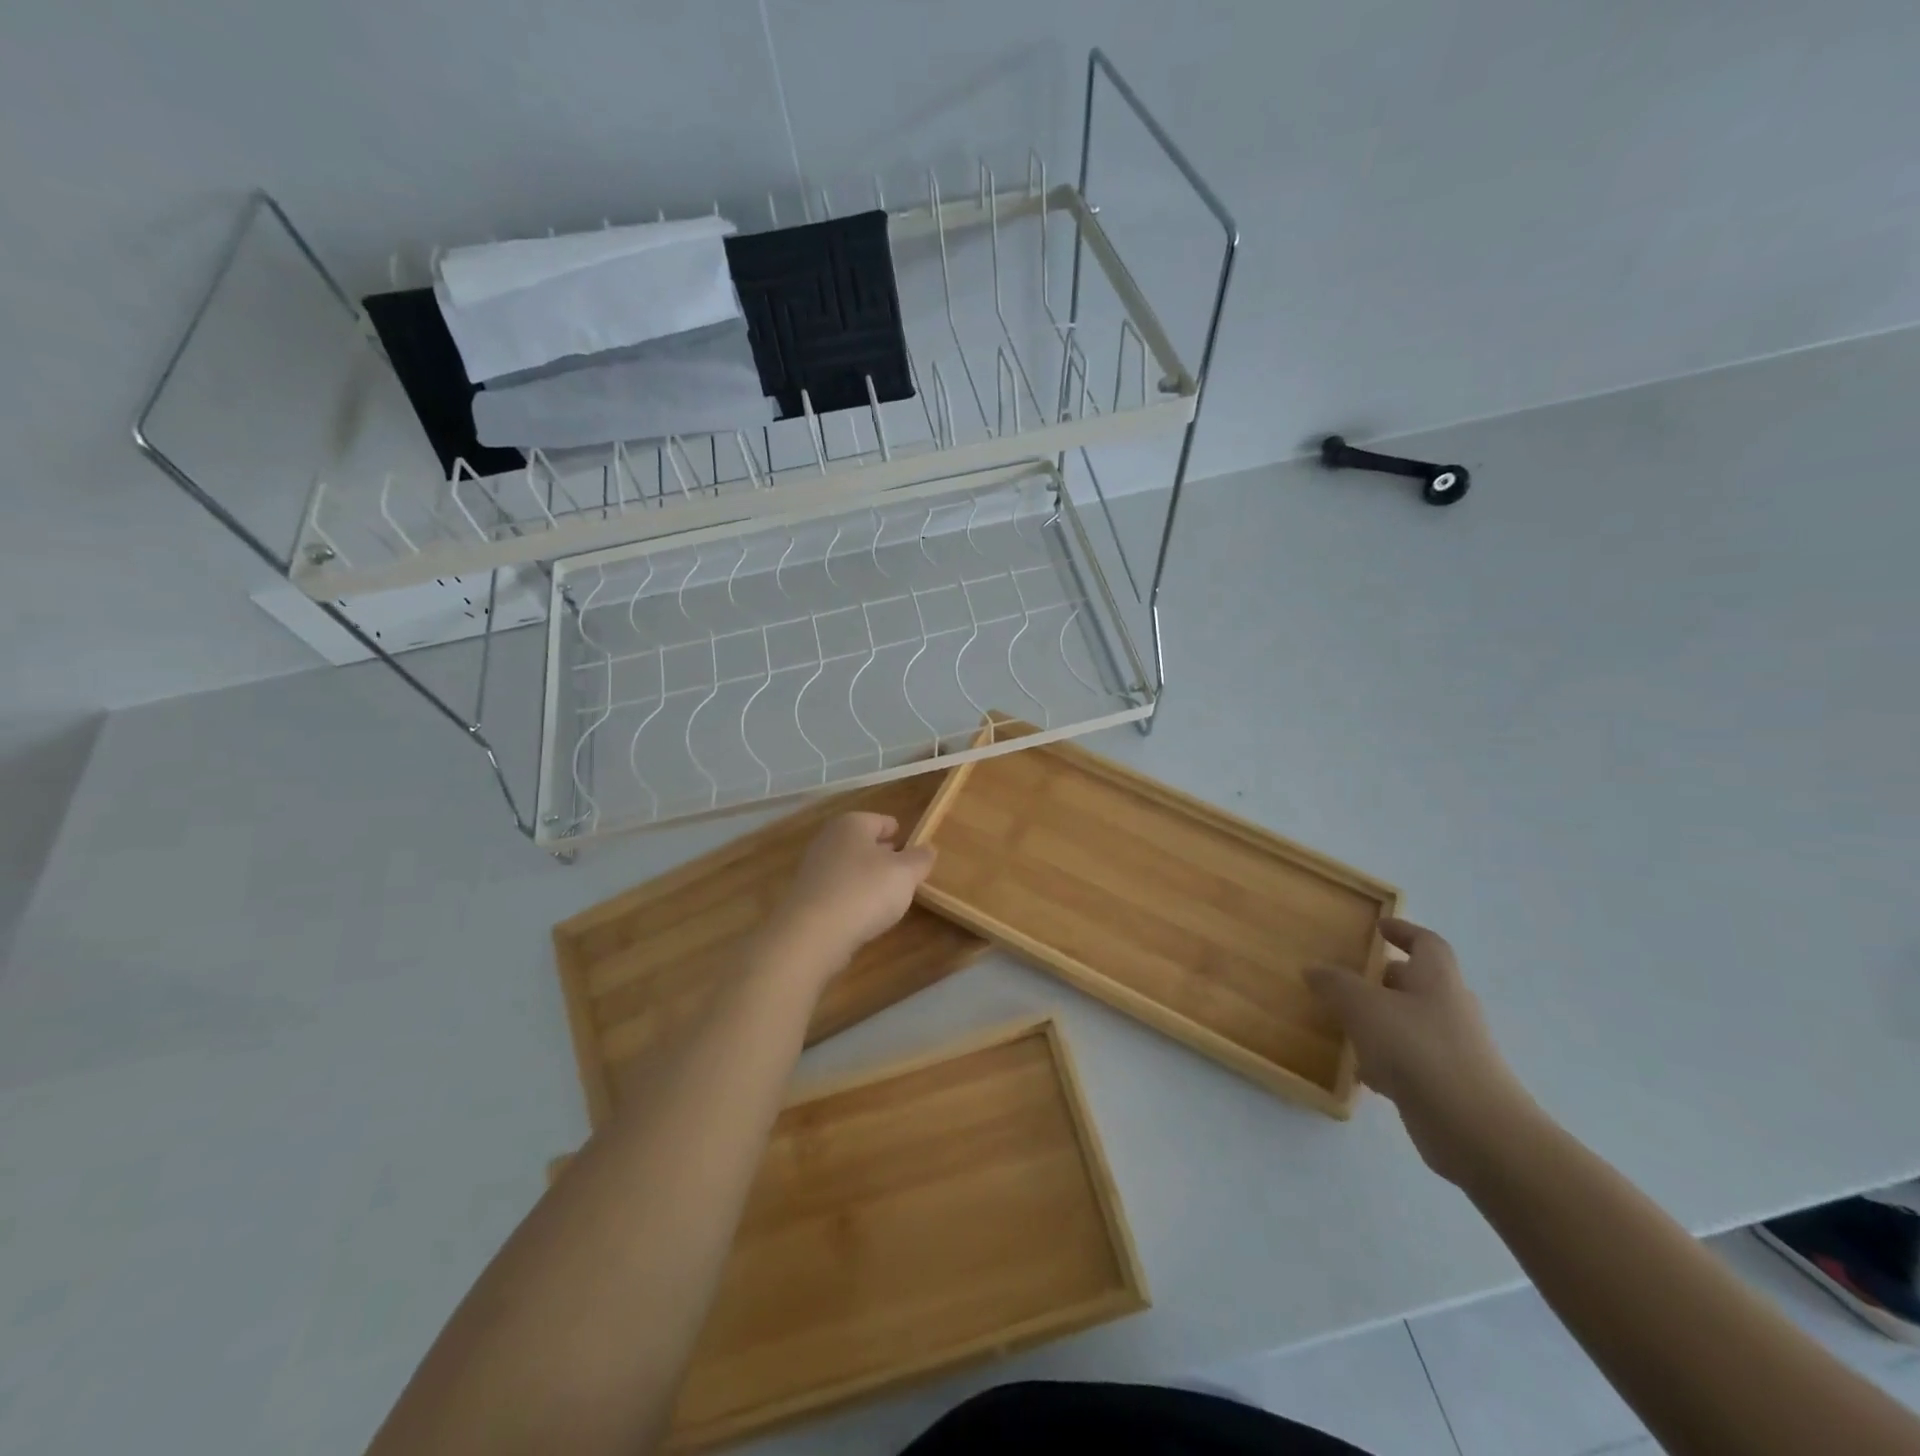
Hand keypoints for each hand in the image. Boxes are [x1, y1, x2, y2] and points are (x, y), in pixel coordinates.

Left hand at [768, 812, 936, 968]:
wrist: (812, 934)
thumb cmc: (865, 891)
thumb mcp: (905, 873)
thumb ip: (920, 858)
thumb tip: (928, 849)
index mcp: (852, 824)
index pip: (883, 821)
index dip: (901, 835)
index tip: (915, 851)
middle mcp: (829, 839)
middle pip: (864, 843)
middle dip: (884, 855)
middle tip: (905, 873)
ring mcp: (814, 868)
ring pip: (850, 867)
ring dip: (867, 878)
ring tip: (888, 896)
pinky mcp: (807, 897)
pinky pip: (838, 890)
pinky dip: (852, 897)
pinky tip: (864, 914)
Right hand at [1308, 918, 1536, 1182]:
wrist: (1476, 1130)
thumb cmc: (1419, 1050)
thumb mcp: (1363, 1007)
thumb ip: (1335, 984)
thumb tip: (1314, 969)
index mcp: (1438, 980)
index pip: (1427, 943)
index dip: (1404, 931)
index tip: (1380, 928)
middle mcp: (1451, 1009)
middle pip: (1419, 984)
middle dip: (1386, 980)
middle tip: (1351, 979)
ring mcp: (1454, 1050)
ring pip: (1412, 1024)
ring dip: (1383, 1021)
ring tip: (1346, 1025)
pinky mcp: (1449, 1086)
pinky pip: (1412, 1061)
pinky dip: (1387, 1060)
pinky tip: (1361, 1072)